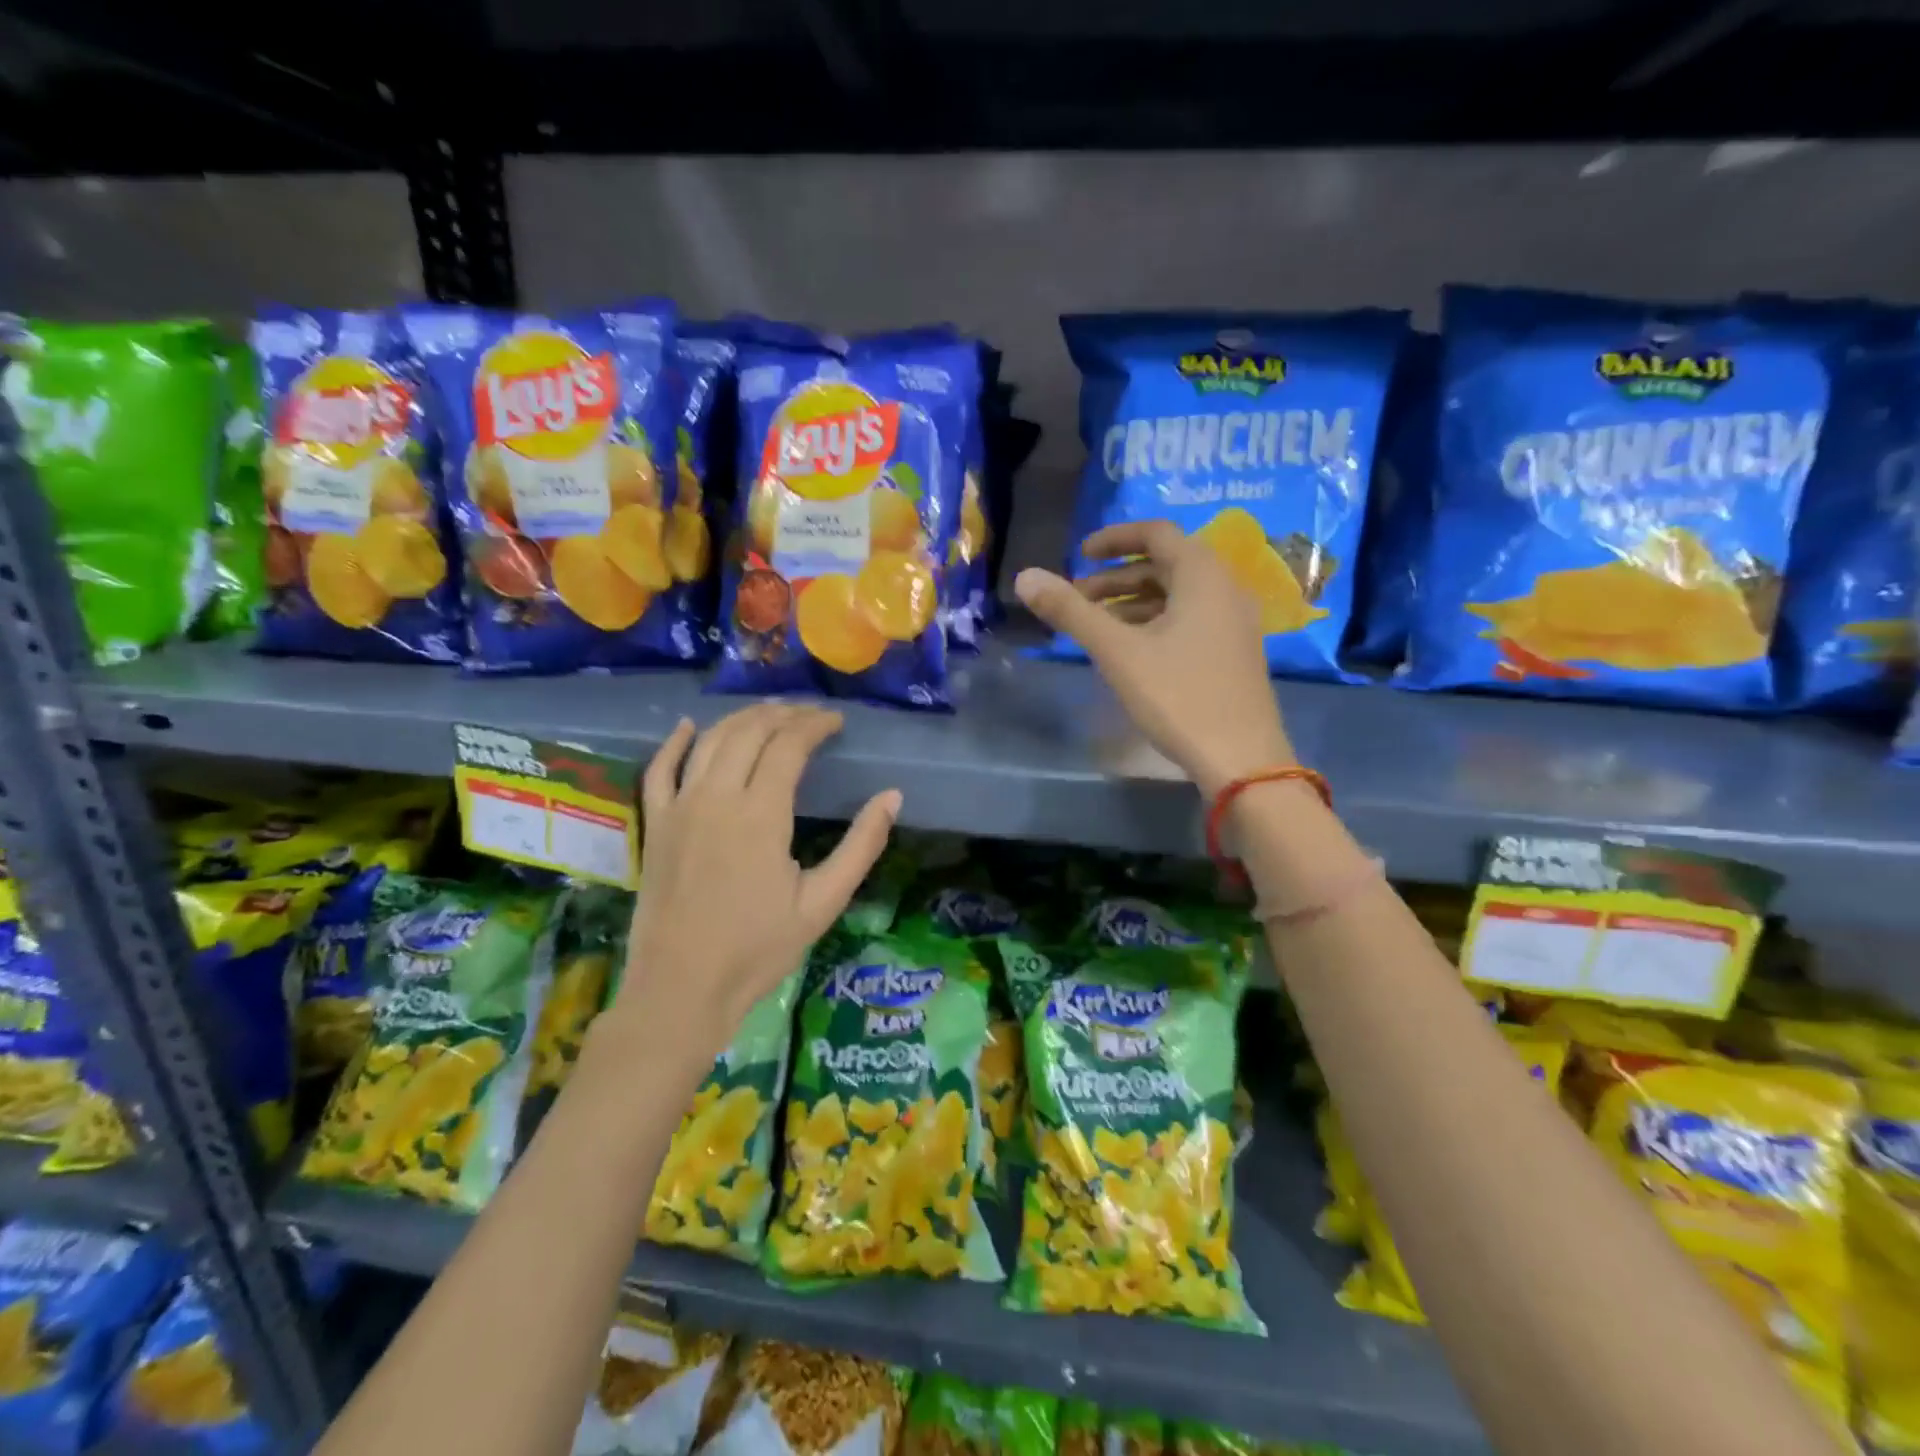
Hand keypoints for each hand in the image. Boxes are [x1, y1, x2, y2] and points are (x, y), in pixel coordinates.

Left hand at [609, 705, 900, 1056]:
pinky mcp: (655, 825)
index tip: (836, 721)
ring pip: (709, 741)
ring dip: (741, 719)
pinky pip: (659, 769)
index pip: (789, 745)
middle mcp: (717, 797)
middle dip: (783, 714)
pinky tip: (689, 726)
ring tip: (769, 714)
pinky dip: (675, 742)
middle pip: (749, 732)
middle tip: (809, 715)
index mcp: (761, 814)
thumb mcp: (823, 903)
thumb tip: (893, 796)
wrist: (681, 989)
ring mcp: (679, 808)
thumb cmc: (759, 950)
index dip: (815, 725)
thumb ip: (861, 846)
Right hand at [1016, 521, 1294, 795]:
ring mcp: (1234, 622)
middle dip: (1116, 577)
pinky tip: (1129, 651)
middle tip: (1077, 598)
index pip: (1156, 532)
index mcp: (1203, 575)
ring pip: (1176, 595)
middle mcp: (1225, 588)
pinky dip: (1154, 622)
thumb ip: (1071, 612)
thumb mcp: (1117, 652)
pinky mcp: (1233, 652)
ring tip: (1094, 626)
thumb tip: (1024, 577)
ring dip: (1132, 602)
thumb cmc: (1179, 696)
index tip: (1078, 556)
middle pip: (1165, 564)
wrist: (1241, 759)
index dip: (1113, 539)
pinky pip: (1189, 619)